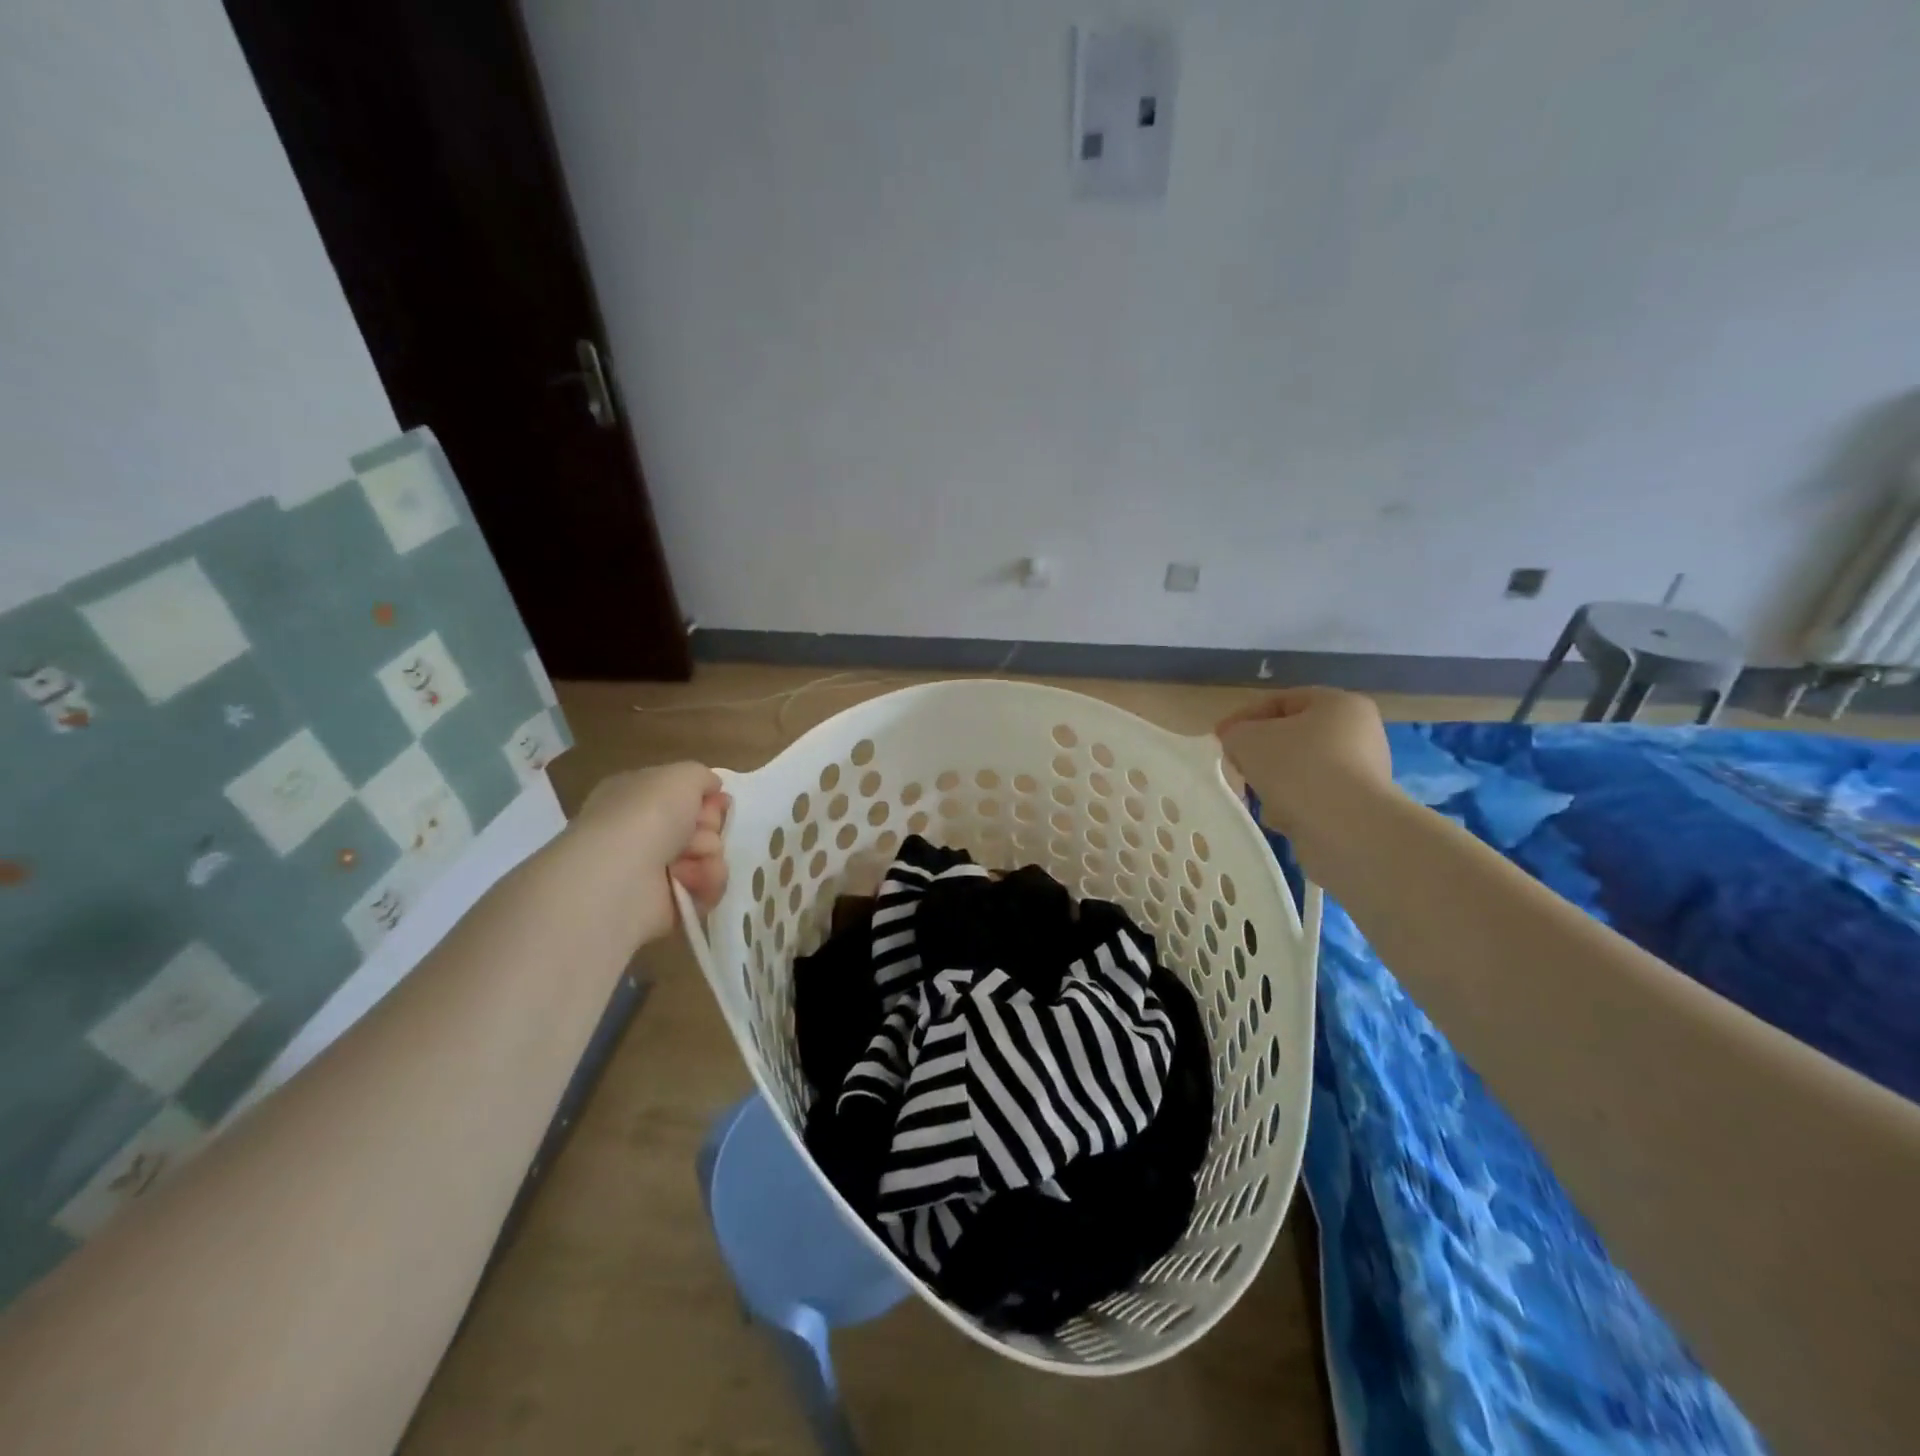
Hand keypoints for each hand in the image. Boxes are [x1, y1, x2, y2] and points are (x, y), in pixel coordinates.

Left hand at [571, 763, 730, 939]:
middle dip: (708, 827)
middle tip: (698, 830)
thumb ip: (702, 776)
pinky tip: (689, 881)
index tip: (718, 802)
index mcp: (635, 797)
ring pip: (706, 857)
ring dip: (708, 856)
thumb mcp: (682, 775)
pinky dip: (704, 883)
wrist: (621, 875)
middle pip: (699, 826)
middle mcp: (641, 831)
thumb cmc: (647, 815)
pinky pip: (704, 889)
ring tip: (690, 861)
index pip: (682, 795)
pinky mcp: (665, 903)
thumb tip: (712, 788)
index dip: (706, 798)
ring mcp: (651, 870)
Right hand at [1216, 688, 1393, 841]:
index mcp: (1340, 704)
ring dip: (1274, 783)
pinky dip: (1293, 806)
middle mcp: (1360, 734)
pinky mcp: (1358, 807)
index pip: (1282, 701)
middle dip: (1260, 754)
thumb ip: (1235, 733)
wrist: (1345, 829)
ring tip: (1258, 798)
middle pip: (1293, 738)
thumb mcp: (1247, 739)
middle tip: (1237, 768)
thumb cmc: (1297, 768)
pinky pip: (1313, 798)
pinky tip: (1280, 818)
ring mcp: (1363, 773)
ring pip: (1300, 771)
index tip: (1220, 738)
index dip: (1245, 717)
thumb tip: (1239, 742)